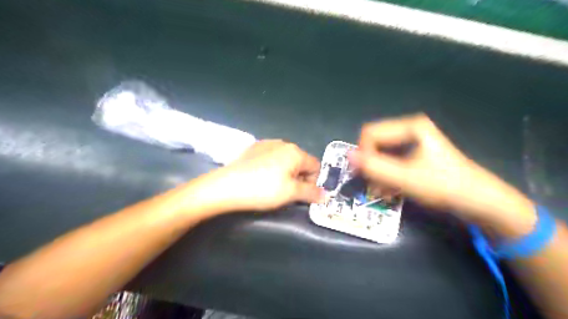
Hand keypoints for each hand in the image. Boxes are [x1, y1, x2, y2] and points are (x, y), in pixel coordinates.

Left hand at [198, 140, 323, 211]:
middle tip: (286, 192)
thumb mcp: (290, 193)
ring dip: (286, 173)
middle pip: (301, 162)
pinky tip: (260, 177)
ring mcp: (266, 143)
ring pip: (286, 160)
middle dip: (299, 178)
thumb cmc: (263, 189)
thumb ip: (311, 193)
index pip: (315, 166)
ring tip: (272, 186)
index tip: (301, 195)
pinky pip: (271, 158)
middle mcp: (283, 143)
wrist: (226, 185)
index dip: (313, 182)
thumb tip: (326, 195)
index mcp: (295, 152)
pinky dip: (272, 168)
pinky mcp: (254, 148)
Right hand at [346, 114, 538, 234]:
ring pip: (380, 153)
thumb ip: (375, 167)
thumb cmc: (444, 186)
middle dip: (370, 164)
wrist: (479, 202)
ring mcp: (412, 141)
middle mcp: (408, 129)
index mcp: (409, 126)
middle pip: (374, 142)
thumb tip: (347, 157)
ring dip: (376, 172)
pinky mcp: (413, 154)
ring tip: (380, 191)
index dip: (365, 154)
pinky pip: (389, 160)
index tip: (369, 176)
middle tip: (372, 185)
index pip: (370, 133)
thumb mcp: (405, 178)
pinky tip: (388, 190)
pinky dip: (385, 175)